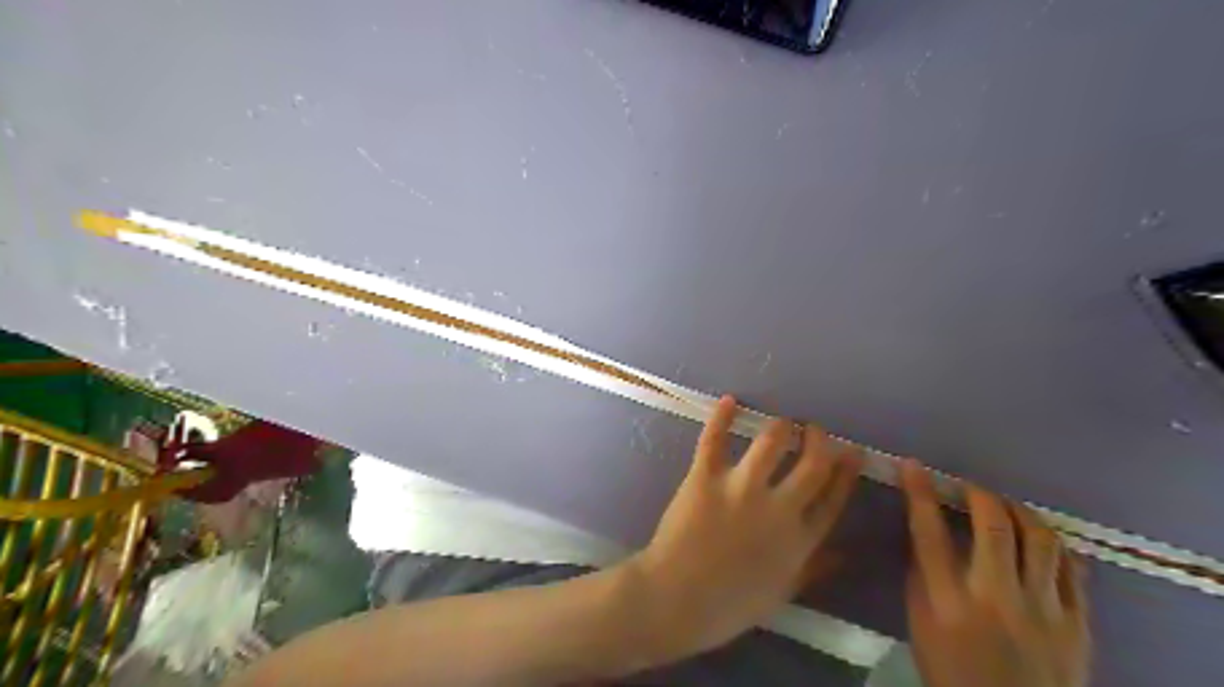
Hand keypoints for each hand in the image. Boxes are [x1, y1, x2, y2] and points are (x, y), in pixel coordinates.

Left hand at [626, 395, 863, 663]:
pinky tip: (729, 400)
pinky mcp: (706, 477)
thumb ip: (813, 569)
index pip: (832, 498)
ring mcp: (741, 489)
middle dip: (818, 441)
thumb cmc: (728, 605)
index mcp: (799, 540)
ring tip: (783, 422)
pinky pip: (714, 440)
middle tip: (815, 429)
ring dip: (781, 427)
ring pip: (770, 442)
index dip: (846, 472)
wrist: (677, 599)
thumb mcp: (781, 593)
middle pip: (811, 464)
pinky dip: (721, 417)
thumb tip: (844, 555)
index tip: (853, 451)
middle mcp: (778, 508)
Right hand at [897, 459, 1088, 685]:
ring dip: (1020, 512)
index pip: (929, 533)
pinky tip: (1040, 541)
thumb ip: (920, 574)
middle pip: (993, 528)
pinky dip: (1054, 545)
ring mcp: (1044, 612)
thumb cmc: (952, 670)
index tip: (912, 466)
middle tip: (971, 487)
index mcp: (948, 602)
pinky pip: (1073, 569)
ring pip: (1041, 540)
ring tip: (1007, 508)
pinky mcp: (1079, 625)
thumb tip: (923, 530)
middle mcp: (997, 599)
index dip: (920, 493)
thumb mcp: (921, 623)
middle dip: (980, 495)